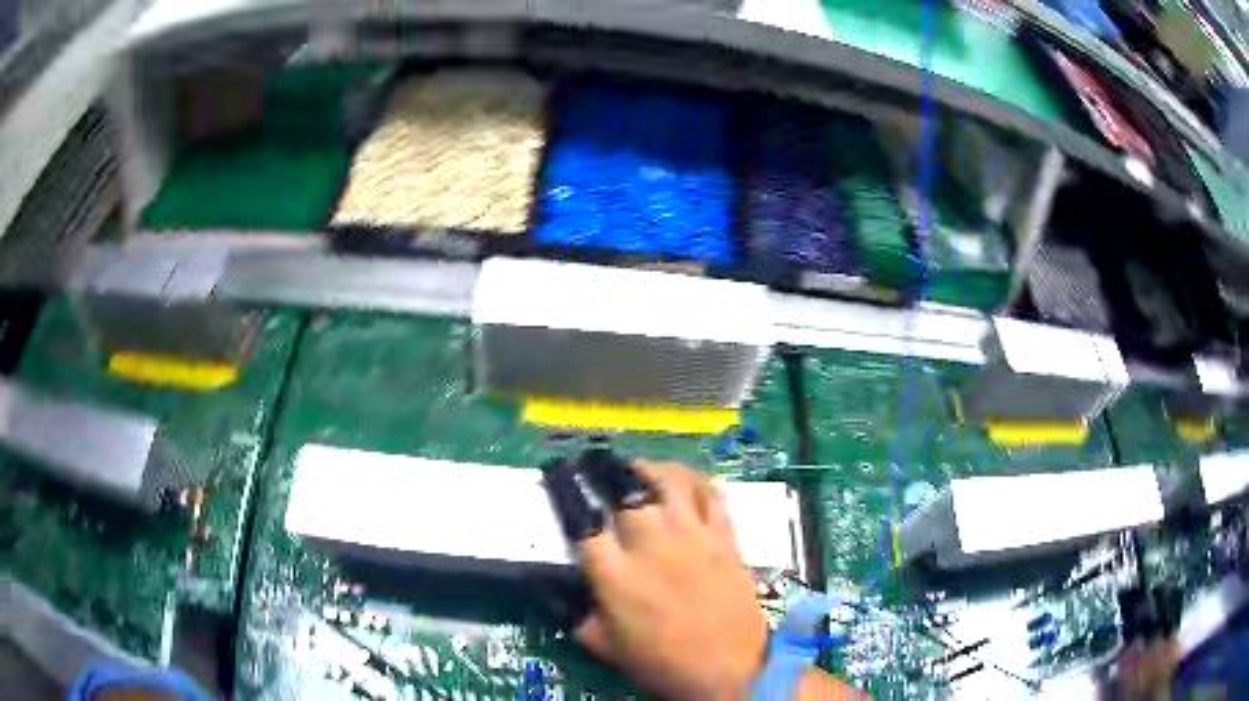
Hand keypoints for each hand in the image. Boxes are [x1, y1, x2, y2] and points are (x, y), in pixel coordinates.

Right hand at [571, 460, 767, 699]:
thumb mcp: (605, 646)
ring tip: (635, 469)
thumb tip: (564, 587)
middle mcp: (651, 544)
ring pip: (667, 481)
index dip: (569, 497)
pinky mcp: (724, 536)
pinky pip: (710, 493)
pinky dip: (693, 478)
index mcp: (615, 575)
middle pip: (624, 494)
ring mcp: (692, 535)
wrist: (730, 670)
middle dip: (606, 479)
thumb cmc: (663, 663)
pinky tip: (680, 479)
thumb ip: (578, 612)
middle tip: (597, 475)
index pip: (582, 522)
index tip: (562, 483)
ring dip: (647, 469)